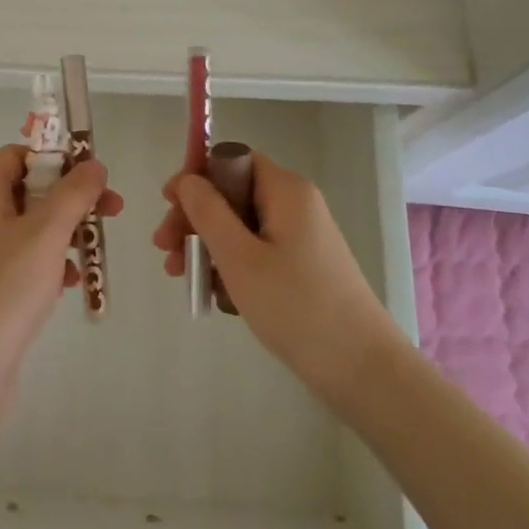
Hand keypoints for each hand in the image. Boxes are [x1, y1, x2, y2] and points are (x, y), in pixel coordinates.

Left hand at [0, 144, 122, 407]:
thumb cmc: (5, 288)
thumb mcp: (46, 232)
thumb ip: (74, 193)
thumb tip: (93, 164)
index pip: (17, 155)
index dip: (56, 158)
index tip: (92, 175)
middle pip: (29, 189)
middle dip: (71, 198)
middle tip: (112, 210)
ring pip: (32, 226)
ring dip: (66, 231)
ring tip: (94, 250)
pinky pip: (25, 259)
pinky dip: (51, 262)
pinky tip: (71, 282)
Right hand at [152, 152, 399, 404]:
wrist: (362, 368)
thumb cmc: (295, 306)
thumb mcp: (239, 257)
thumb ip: (207, 212)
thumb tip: (187, 179)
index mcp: (286, 190)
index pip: (231, 159)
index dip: (196, 176)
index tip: (167, 205)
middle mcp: (296, 204)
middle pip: (232, 193)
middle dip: (195, 218)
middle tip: (166, 252)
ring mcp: (302, 236)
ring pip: (241, 225)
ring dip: (207, 245)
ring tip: (183, 278)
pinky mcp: (304, 265)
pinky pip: (257, 250)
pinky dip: (231, 264)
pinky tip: (215, 295)